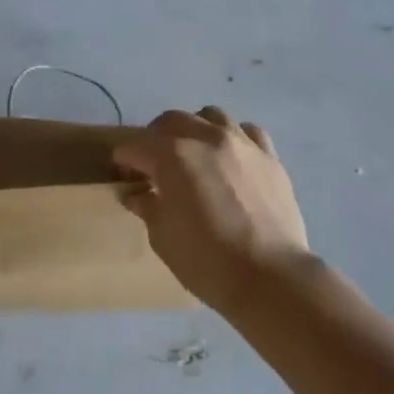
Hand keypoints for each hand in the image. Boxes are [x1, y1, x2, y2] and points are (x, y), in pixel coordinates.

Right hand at [113, 106, 311, 314]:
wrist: (270, 276)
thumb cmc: (206, 261)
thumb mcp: (163, 237)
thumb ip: (147, 206)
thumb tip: (135, 193)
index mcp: (172, 156)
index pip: (136, 146)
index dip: (124, 161)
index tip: (124, 176)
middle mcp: (206, 138)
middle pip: (171, 120)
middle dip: (155, 138)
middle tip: (154, 164)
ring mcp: (241, 143)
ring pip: (211, 116)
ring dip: (195, 130)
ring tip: (194, 155)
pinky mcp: (270, 156)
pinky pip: (248, 132)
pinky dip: (234, 138)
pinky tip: (232, 159)